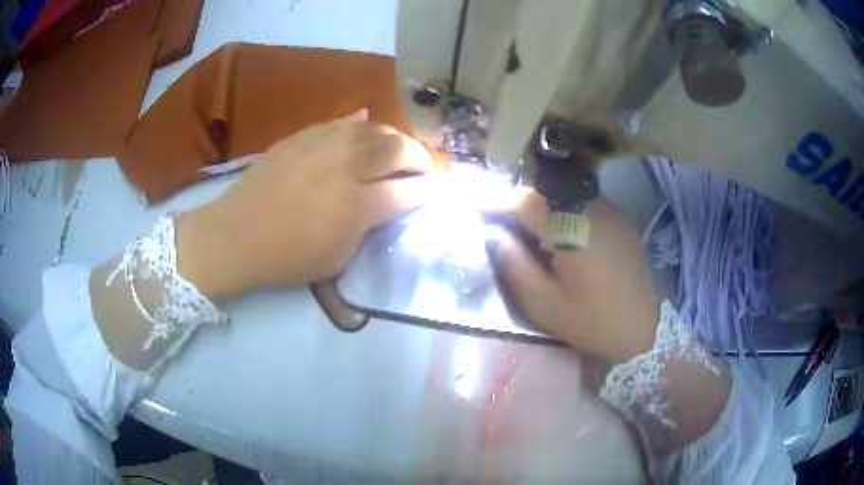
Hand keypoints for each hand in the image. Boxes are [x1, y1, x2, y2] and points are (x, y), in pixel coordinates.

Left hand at [176, 109, 438, 298]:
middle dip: (420, 158)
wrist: (234, 235)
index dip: (428, 191)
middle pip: (398, 150)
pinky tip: (366, 124)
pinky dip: (360, 124)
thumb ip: (367, 228)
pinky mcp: (303, 135)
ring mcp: (323, 145)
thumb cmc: (286, 258)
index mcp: (357, 206)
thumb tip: (385, 203)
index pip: (408, 192)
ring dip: (394, 138)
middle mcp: (346, 167)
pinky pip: (341, 122)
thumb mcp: (337, 258)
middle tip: (424, 167)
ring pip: (374, 129)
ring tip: (398, 148)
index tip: (436, 191)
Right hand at [488, 189, 660, 364]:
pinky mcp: (618, 218)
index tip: (477, 207)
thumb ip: (515, 264)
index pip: (525, 200)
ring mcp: (609, 211)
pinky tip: (556, 229)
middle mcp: (592, 210)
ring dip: (539, 200)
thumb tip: (491, 233)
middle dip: (517, 198)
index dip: (497, 201)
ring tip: (524, 223)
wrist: (643, 329)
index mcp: (571, 231)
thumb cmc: (591, 322)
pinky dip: (561, 206)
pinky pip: (582, 200)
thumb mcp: (544, 304)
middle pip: (545, 188)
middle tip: (499, 217)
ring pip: (564, 190)